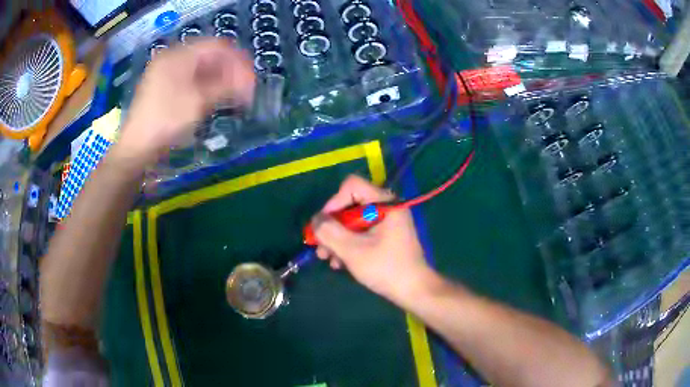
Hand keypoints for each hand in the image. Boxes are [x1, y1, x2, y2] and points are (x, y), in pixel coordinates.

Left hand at [117, 39, 254, 166]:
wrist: (137, 148)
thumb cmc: (166, 121)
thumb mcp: (199, 102)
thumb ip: (226, 86)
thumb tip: (248, 81)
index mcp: (179, 55)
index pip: (216, 47)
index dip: (237, 60)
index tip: (250, 78)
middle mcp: (172, 59)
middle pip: (208, 57)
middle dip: (229, 71)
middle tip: (244, 90)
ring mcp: (165, 73)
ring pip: (200, 69)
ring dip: (219, 80)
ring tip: (233, 96)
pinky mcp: (163, 88)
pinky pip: (190, 80)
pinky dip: (205, 86)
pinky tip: (214, 98)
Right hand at [312, 175, 435, 303]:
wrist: (414, 291)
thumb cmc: (386, 268)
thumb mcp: (353, 250)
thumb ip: (329, 232)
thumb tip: (315, 220)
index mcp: (385, 203)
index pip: (352, 186)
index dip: (334, 202)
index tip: (323, 226)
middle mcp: (387, 207)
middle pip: (350, 205)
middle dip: (332, 227)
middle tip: (319, 247)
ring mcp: (387, 222)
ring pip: (353, 222)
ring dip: (337, 239)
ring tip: (327, 258)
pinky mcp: (386, 236)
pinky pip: (362, 233)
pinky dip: (349, 245)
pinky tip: (340, 263)